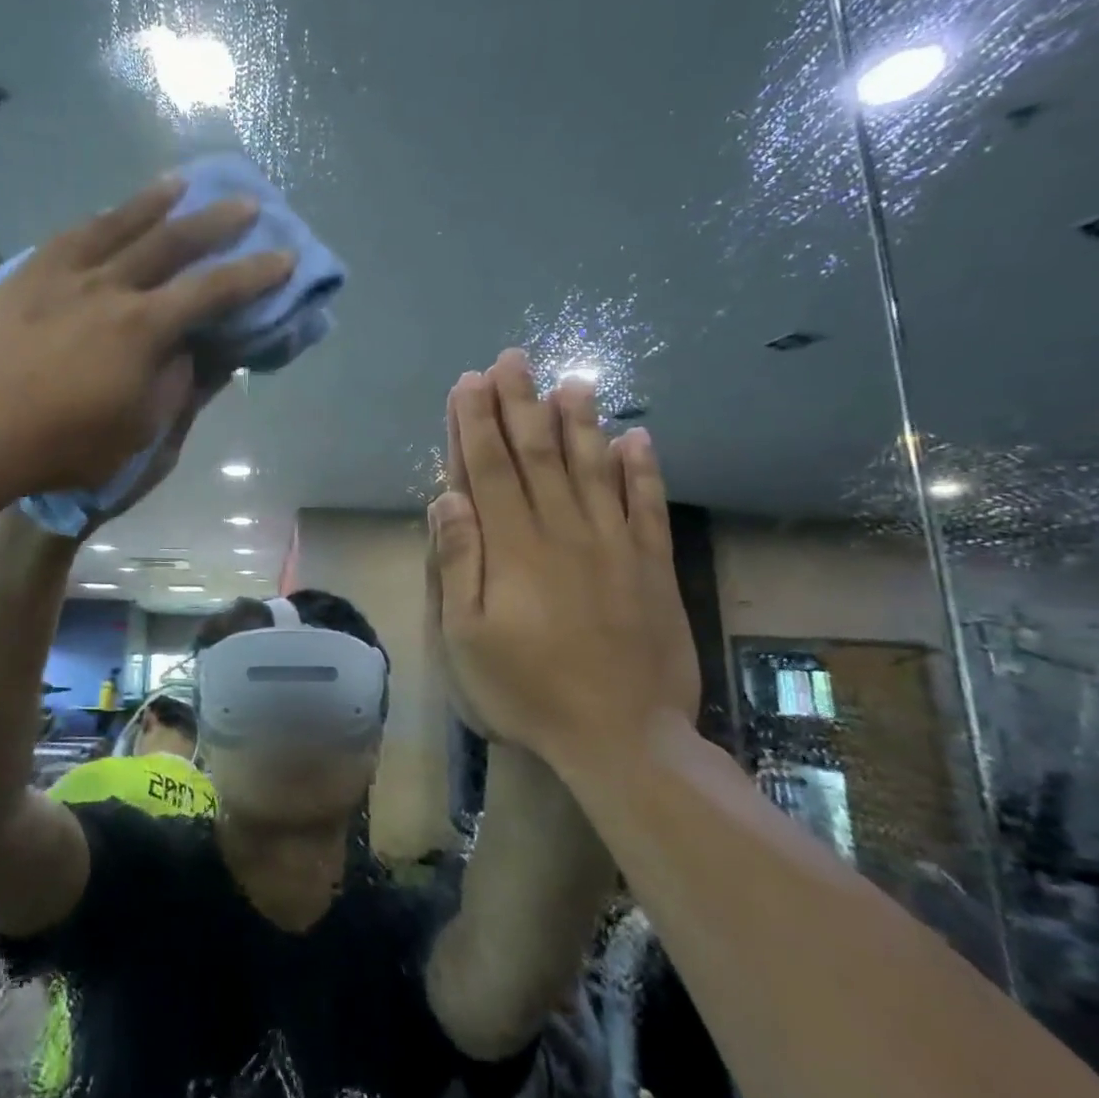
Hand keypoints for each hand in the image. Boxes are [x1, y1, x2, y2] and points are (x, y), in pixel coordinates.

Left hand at [0, 177, 291, 498]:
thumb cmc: (63, 446)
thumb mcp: (137, 432)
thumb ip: (172, 386)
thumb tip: (189, 352)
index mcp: (142, 329)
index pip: (211, 292)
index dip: (253, 275)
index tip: (284, 256)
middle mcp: (107, 288)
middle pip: (169, 243)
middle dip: (214, 223)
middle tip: (244, 205)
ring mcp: (60, 277)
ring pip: (115, 226)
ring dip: (153, 203)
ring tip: (178, 184)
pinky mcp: (22, 279)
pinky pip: (66, 238)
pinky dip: (96, 222)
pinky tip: (104, 215)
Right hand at [429, 350, 697, 776]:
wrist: (622, 737)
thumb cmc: (527, 690)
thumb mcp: (466, 638)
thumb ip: (457, 564)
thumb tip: (447, 500)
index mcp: (513, 547)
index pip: (488, 469)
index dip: (476, 423)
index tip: (470, 383)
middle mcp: (562, 531)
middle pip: (537, 455)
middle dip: (520, 404)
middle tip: (513, 360)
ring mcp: (613, 545)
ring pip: (593, 468)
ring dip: (579, 422)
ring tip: (571, 383)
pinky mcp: (651, 566)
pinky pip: (647, 506)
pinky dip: (642, 470)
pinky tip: (638, 438)